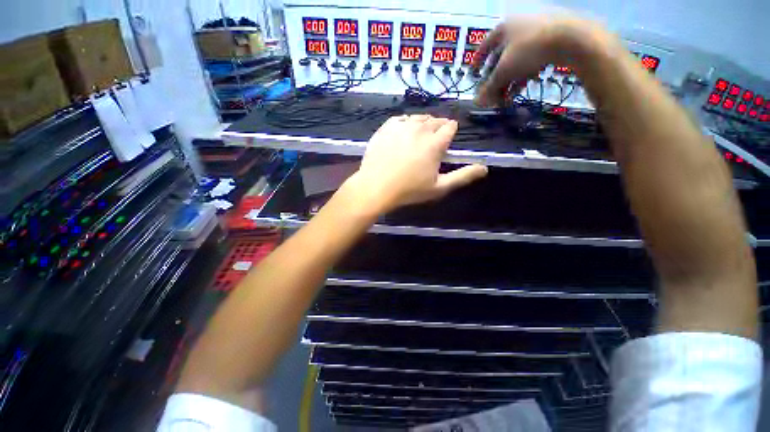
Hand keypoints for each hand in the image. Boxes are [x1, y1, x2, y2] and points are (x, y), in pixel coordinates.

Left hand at [344, 114, 487, 213]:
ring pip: (418, 117)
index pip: (450, 127)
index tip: (446, 141)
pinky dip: (405, 123)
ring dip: (422, 124)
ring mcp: (402, 126)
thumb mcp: (439, 187)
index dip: (450, 132)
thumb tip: (485, 168)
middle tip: (432, 142)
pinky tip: (403, 133)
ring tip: (419, 137)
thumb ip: (463, 176)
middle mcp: (421, 128)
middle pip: (435, 120)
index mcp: (435, 142)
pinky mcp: (386, 127)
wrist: (376, 187)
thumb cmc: (409, 190)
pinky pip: (400, 119)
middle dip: (438, 128)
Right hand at [473, 15, 614, 106]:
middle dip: (495, 78)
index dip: (477, 61)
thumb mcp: (504, 71)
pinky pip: (530, 60)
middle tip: (492, 94)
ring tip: (506, 98)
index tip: (473, 74)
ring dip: (508, 81)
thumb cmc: (529, 50)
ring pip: (516, 61)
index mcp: (503, 28)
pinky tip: (521, 89)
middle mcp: (517, 27)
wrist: (572, 39)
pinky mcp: (550, 40)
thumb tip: (477, 102)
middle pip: (500, 57)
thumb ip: (489, 87)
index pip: (484, 46)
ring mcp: (535, 32)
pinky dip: (523, 75)